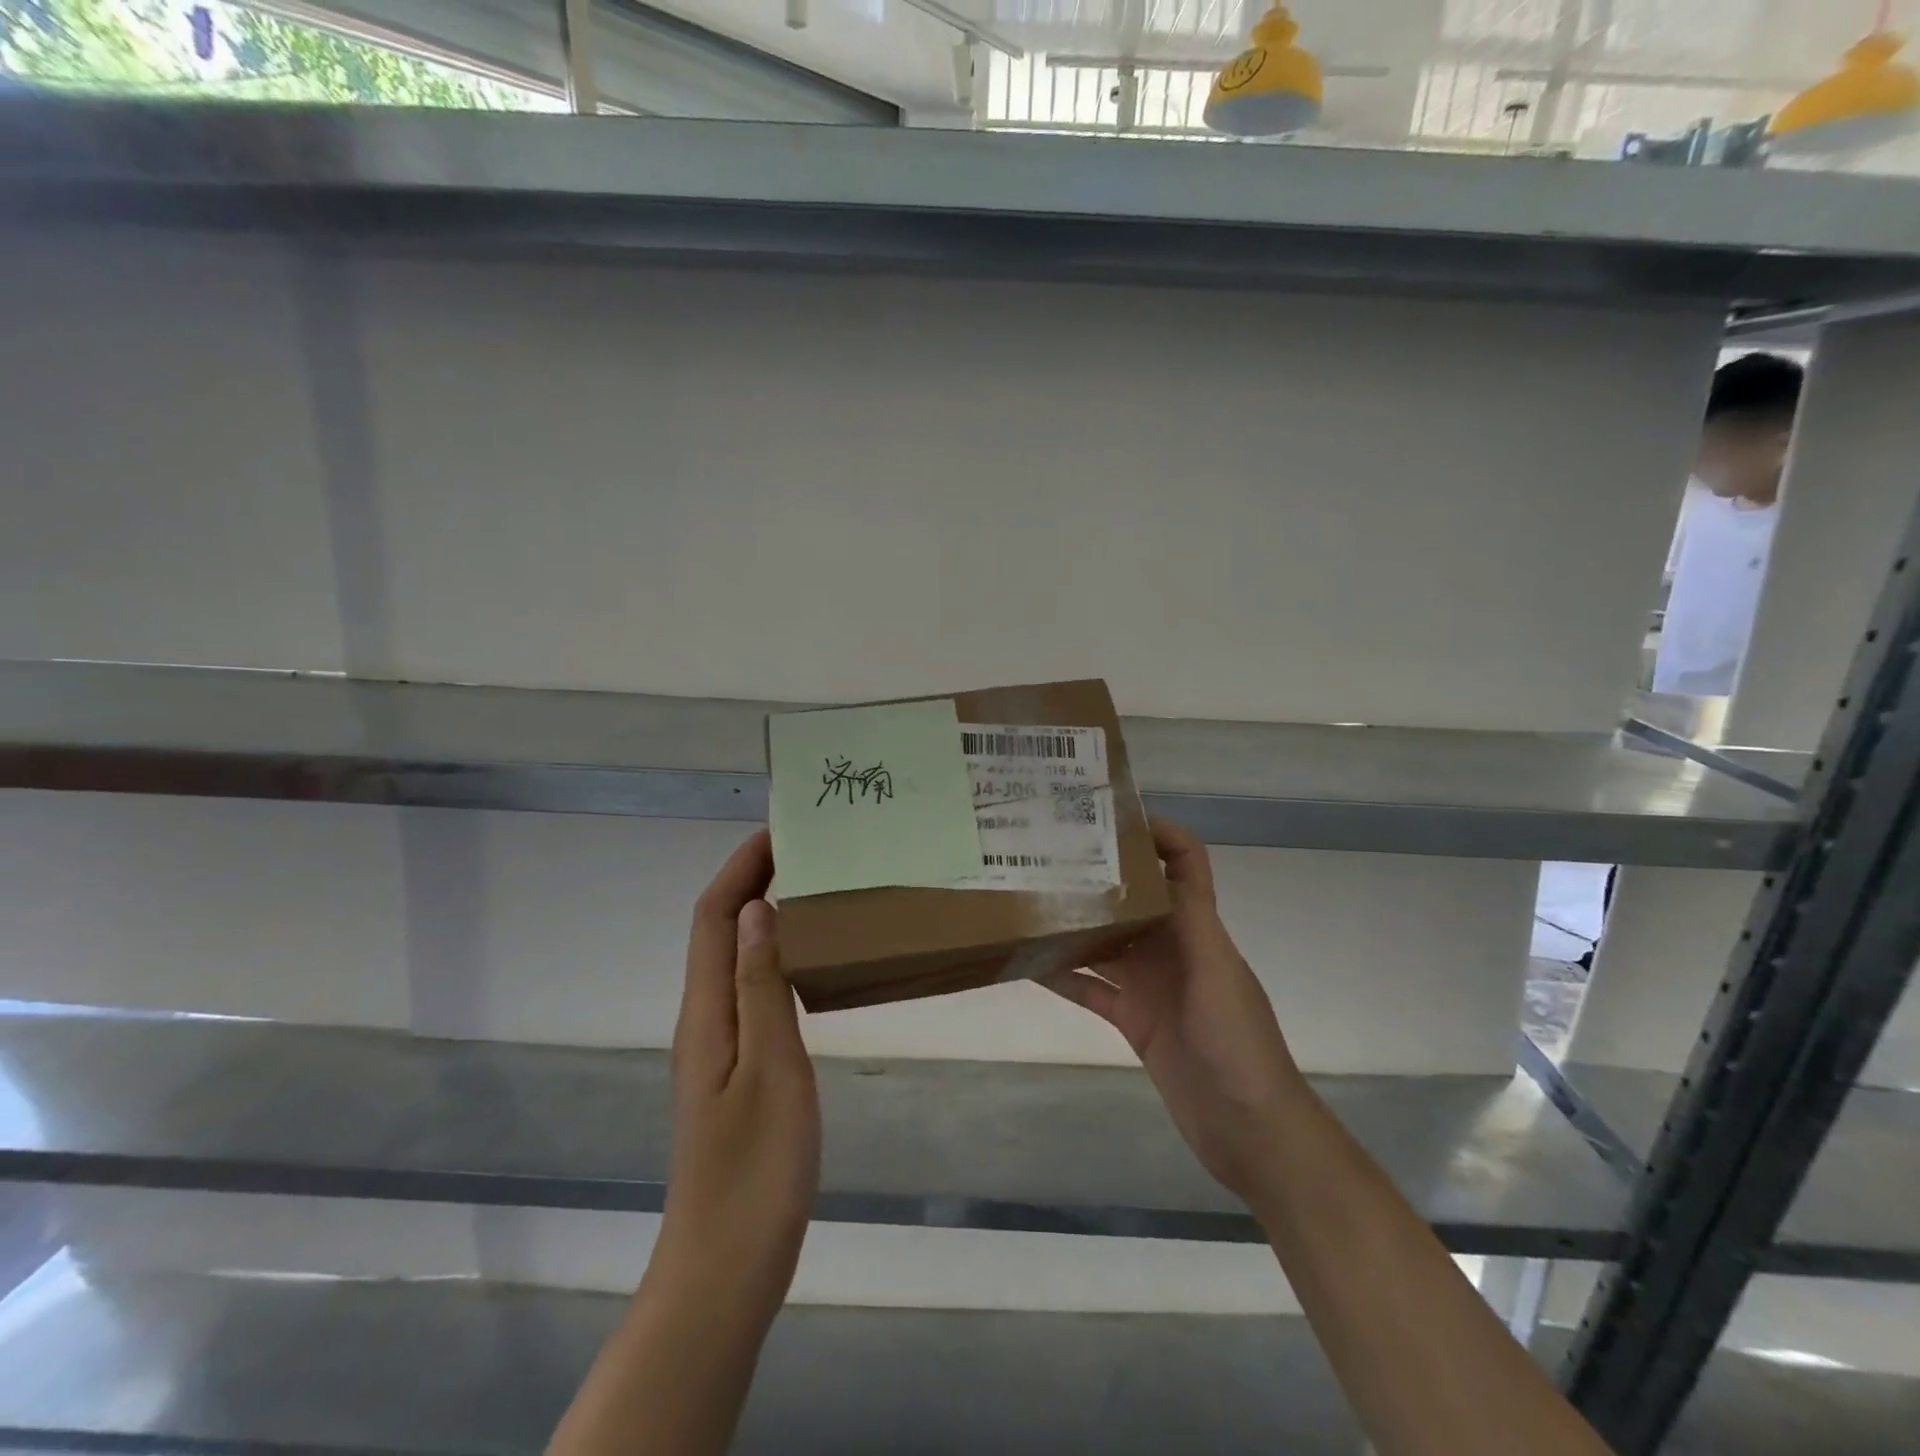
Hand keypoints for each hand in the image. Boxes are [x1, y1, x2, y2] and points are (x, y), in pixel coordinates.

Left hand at [654, 830, 819, 1316]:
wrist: (724, 1268)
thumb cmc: (755, 1169)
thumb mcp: (772, 1069)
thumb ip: (762, 987)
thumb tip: (758, 909)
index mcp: (707, 1012)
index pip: (713, 917)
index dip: (740, 869)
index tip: (779, 831)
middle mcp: (703, 1020)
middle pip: (716, 932)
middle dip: (751, 881)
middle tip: (806, 854)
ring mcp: (716, 1048)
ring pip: (732, 961)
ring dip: (762, 917)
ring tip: (813, 893)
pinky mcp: (733, 1071)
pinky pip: (748, 991)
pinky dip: (772, 958)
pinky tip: (807, 966)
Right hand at [1042, 818, 1305, 1203]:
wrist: (1249, 1130)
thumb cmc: (1238, 1044)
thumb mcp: (1216, 972)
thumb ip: (1188, 917)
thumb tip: (1158, 857)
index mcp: (1197, 927)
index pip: (1183, 863)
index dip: (1157, 834)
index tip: (1109, 818)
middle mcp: (1171, 947)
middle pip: (1132, 897)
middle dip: (1097, 874)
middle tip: (1046, 853)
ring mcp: (1150, 984)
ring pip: (1105, 941)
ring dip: (1073, 923)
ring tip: (1027, 900)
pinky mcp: (1133, 1019)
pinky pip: (1091, 988)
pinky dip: (1063, 976)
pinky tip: (1028, 963)